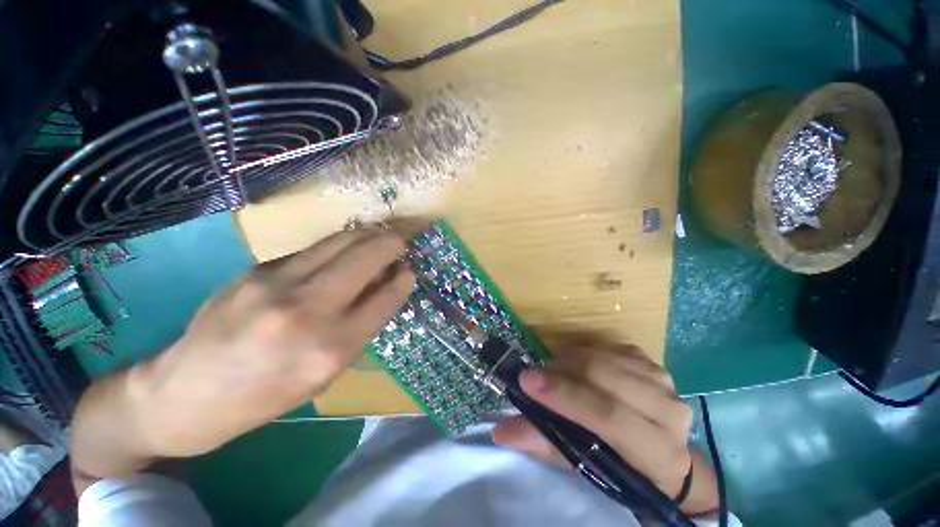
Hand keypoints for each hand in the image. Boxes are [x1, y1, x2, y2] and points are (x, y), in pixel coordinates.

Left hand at [128, 228, 414, 457]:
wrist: (185, 395)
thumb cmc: (266, 395)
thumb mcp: (326, 373)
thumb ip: (361, 326)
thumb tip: (386, 287)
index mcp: (332, 348)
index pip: (385, 297)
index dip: (404, 278)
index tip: (409, 270)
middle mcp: (308, 309)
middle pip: (366, 256)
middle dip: (392, 244)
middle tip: (400, 244)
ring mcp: (277, 283)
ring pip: (341, 241)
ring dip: (367, 235)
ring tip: (378, 238)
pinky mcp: (257, 269)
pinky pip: (313, 249)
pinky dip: (338, 245)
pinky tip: (343, 251)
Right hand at [493, 345, 718, 514]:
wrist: (662, 451)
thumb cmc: (622, 467)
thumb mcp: (586, 466)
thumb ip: (545, 445)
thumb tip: (501, 431)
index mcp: (659, 452)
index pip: (610, 416)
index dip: (565, 396)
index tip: (526, 381)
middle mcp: (668, 411)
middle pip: (605, 376)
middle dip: (560, 371)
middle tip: (532, 374)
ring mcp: (663, 380)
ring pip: (604, 356)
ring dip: (569, 359)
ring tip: (550, 371)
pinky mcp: (650, 361)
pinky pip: (608, 346)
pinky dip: (582, 352)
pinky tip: (572, 364)